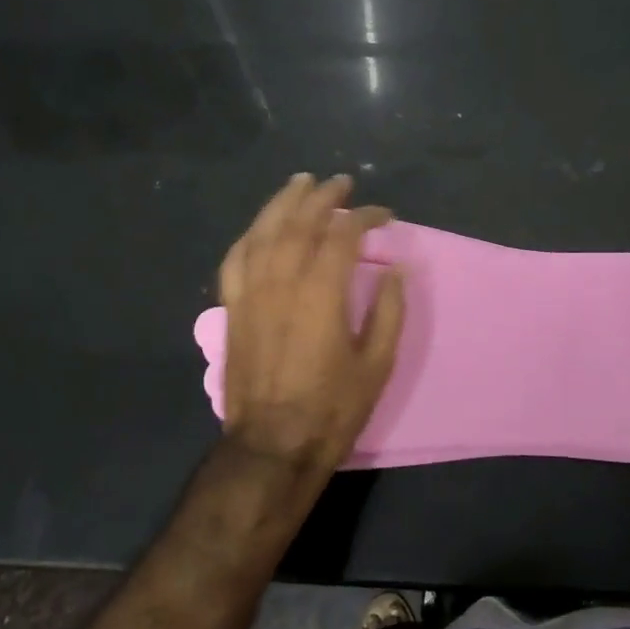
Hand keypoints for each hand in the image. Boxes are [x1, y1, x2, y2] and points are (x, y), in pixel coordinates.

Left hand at [217, 173, 405, 476]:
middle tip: (343, 183)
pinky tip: (261, 227)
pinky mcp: (233, 308)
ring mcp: (251, 292)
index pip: (343, 234)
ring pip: (264, 231)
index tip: (385, 215)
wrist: (272, 445)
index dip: (366, 216)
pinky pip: (235, 259)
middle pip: (301, 222)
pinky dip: (250, 235)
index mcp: (321, 292)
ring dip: (284, 202)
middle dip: (324, 197)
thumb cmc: (331, 408)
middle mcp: (282, 281)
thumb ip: (389, 311)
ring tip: (301, 182)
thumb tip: (396, 269)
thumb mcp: (377, 364)